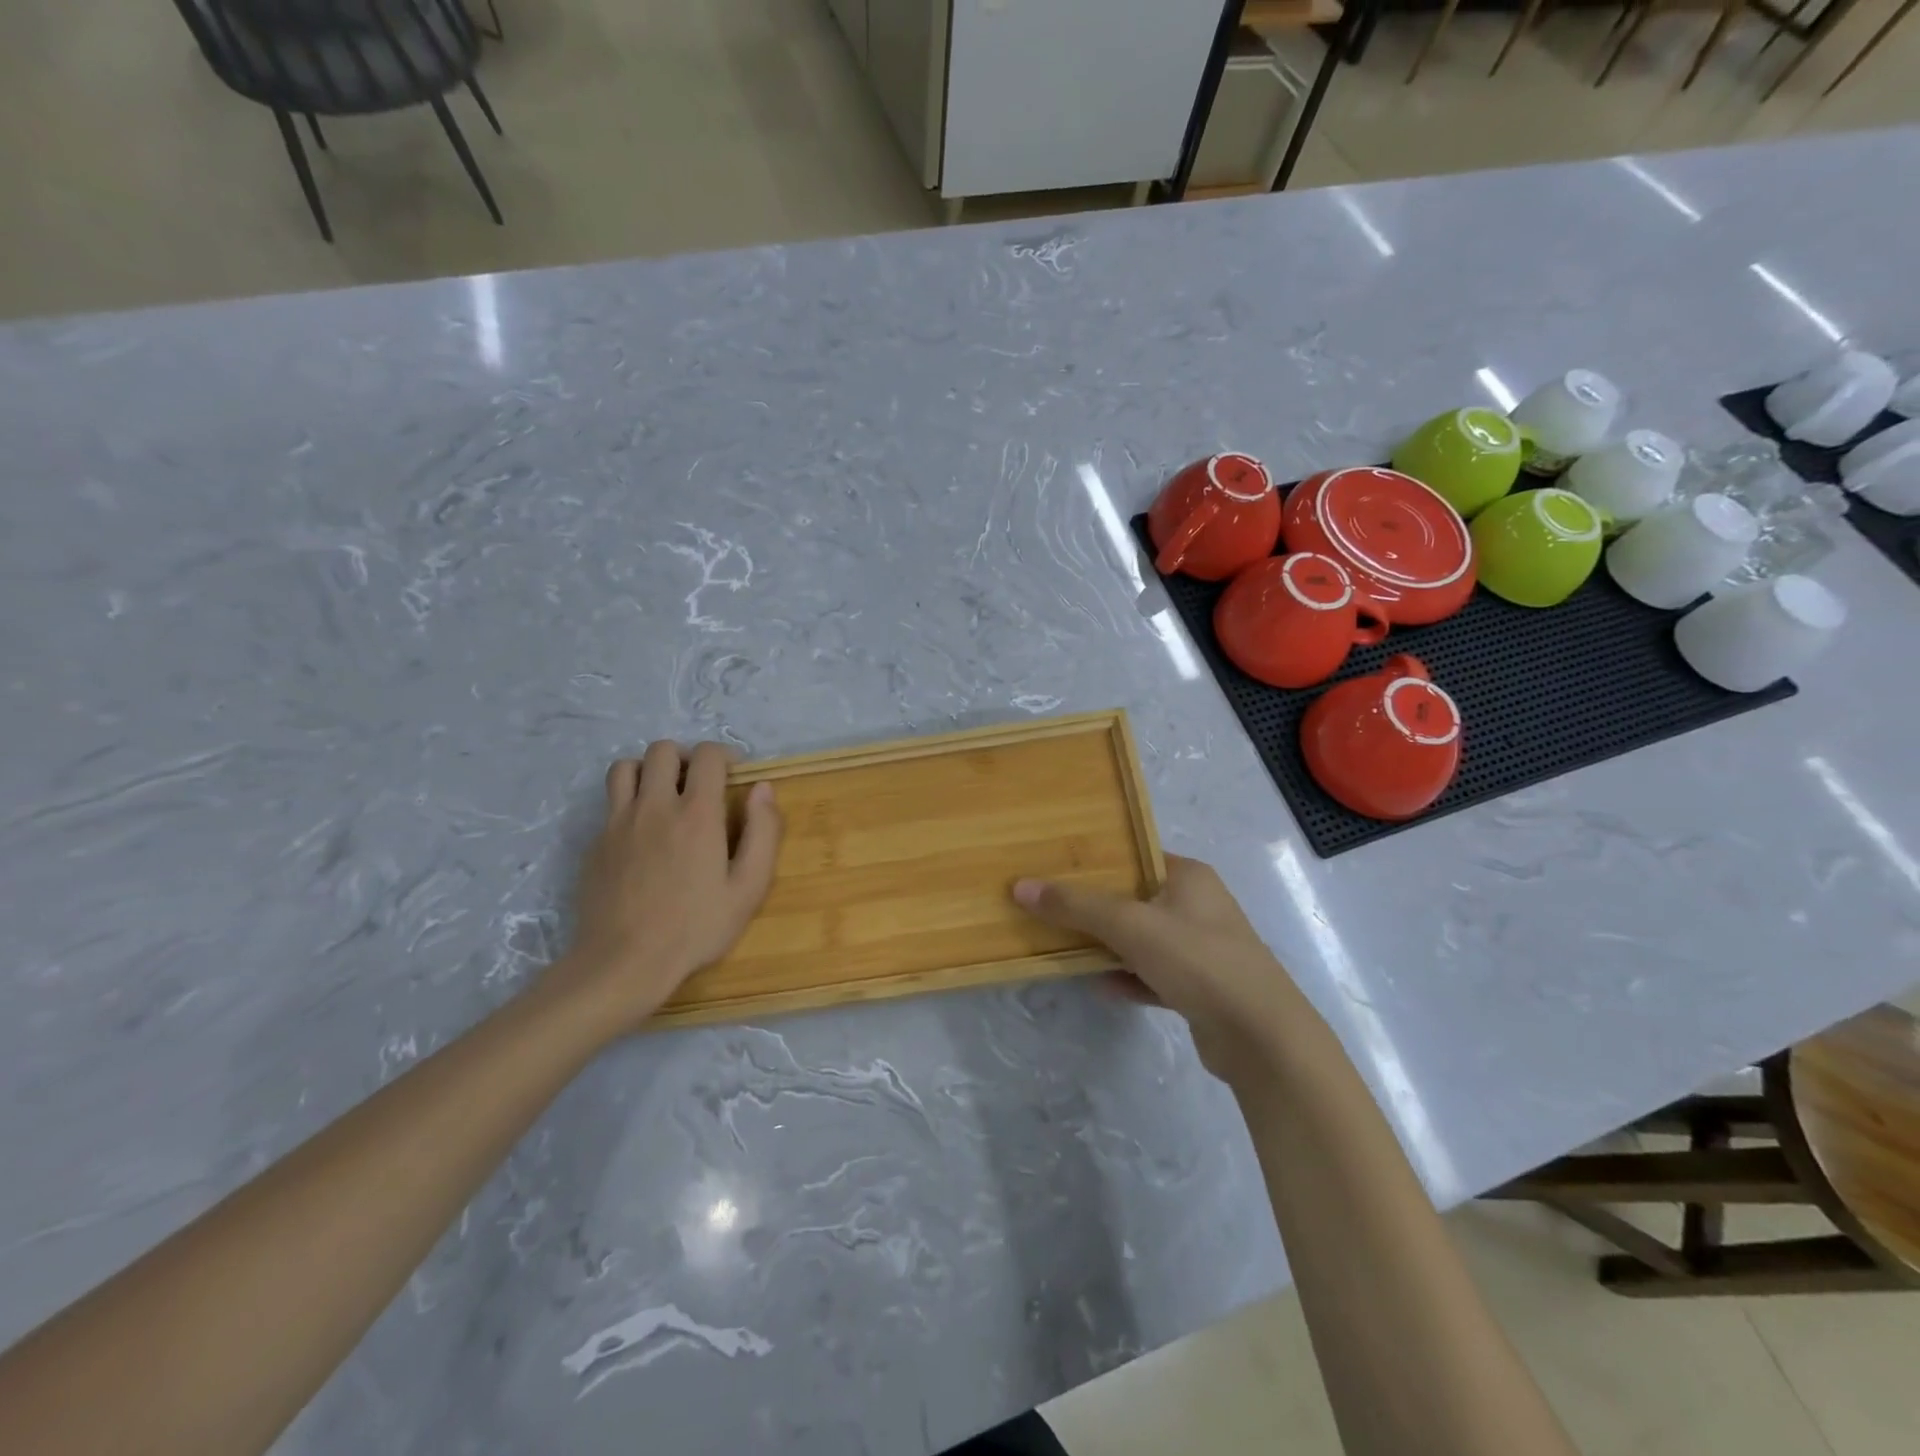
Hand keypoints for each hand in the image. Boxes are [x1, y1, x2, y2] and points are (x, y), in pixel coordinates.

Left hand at [553, 741, 783, 1033]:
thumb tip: (763, 789)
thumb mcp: (748, 888)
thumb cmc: (696, 928)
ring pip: (626, 767)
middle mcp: (654, 806)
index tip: (734, 775)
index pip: (707, 755)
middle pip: (662, 750)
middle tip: (698, 784)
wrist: (624, 962)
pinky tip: (641, 834)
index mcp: (696, 814)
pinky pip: (610, 803)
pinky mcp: (595, 842)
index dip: (725, 756)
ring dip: (648, 771)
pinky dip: (628, 803)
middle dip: (685, 757)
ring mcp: (618, 822)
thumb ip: (763, 833)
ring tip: (663, 796)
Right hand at [1014, 856, 1302, 1086]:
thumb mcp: (1130, 925)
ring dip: (1111, 946)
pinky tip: (1103, 987)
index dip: (1098, 861)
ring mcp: (1203, 949)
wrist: (1261, 1038)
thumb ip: (1076, 905)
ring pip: (1144, 940)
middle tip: (1053, 907)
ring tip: (1068, 947)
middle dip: (1097, 907)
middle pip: (1136, 899)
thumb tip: (1021, 886)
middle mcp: (1199, 906)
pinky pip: (1155, 975)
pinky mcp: (1203, 988)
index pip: (1136, 856)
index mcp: (1190, 877)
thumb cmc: (1197, 961)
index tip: (1058, 868)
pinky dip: (1131, 978)